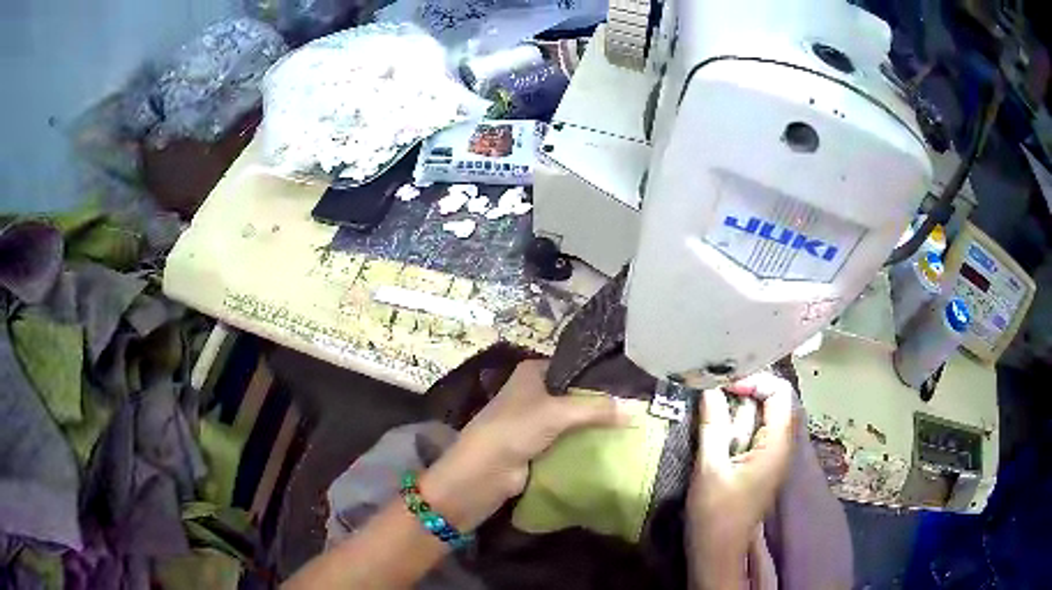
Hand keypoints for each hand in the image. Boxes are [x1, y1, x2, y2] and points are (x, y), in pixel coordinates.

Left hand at [420, 360, 624, 530]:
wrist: (483, 473)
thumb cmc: (515, 429)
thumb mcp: (558, 413)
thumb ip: (596, 409)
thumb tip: (635, 410)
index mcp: (532, 373)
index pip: (573, 367)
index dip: (599, 376)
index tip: (631, 384)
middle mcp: (533, 393)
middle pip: (574, 395)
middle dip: (600, 404)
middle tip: (637, 407)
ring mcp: (535, 422)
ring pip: (573, 420)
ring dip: (595, 425)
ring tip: (632, 425)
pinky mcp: (538, 446)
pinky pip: (568, 441)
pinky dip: (585, 444)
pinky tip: (612, 445)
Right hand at [687, 371, 796, 588]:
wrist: (718, 552)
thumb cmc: (715, 514)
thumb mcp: (710, 468)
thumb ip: (713, 426)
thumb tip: (709, 388)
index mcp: (777, 445)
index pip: (780, 393)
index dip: (755, 381)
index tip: (724, 385)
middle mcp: (782, 446)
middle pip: (775, 401)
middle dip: (746, 390)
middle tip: (714, 390)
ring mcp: (774, 456)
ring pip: (765, 416)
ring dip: (741, 407)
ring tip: (712, 403)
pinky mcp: (762, 465)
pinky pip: (757, 431)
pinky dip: (740, 423)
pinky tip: (718, 426)